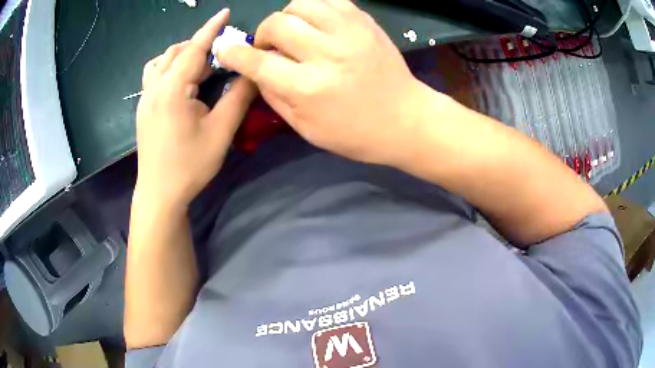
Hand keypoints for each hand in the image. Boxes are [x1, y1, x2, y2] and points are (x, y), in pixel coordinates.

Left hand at [136, 9, 255, 208]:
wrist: (160, 194)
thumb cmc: (190, 165)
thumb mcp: (220, 132)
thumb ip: (238, 97)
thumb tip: (252, 72)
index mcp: (172, 89)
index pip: (195, 49)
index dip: (212, 28)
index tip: (226, 11)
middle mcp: (154, 88)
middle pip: (176, 51)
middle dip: (199, 45)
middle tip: (221, 56)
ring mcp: (145, 98)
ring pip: (161, 62)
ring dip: (181, 54)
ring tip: (199, 66)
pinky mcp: (142, 108)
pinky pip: (153, 75)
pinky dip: (169, 67)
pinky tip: (179, 82)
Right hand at [217, 0, 428, 164]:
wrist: (406, 119)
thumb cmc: (355, 133)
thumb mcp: (306, 128)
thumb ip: (274, 96)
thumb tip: (255, 70)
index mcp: (309, 87)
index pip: (258, 61)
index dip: (235, 54)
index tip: (226, 50)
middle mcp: (327, 52)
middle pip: (276, 24)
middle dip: (263, 35)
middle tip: (272, 48)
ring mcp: (349, 31)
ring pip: (300, 4)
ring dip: (288, 18)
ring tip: (296, 34)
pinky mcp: (364, 21)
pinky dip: (314, 8)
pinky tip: (317, 24)